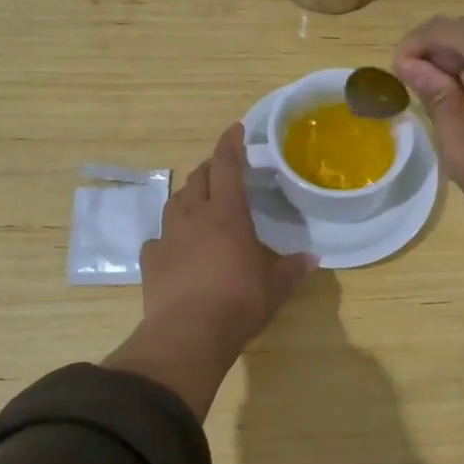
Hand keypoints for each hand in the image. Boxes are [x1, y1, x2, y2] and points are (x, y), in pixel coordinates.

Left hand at [104, 124, 314, 417]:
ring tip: (201, 205)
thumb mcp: (276, 287)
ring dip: (190, 197)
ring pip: (176, 202)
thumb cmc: (239, 302)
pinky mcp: (150, 260)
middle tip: (224, 171)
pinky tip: (176, 248)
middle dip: (211, 168)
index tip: (236, 129)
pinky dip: (170, 236)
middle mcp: (194, 216)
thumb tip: (312, 259)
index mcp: (227, 214)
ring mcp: (167, 236)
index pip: (227, 165)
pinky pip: (159, 238)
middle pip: (199, 178)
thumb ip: (293, 269)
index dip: (231, 144)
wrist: (188, 335)